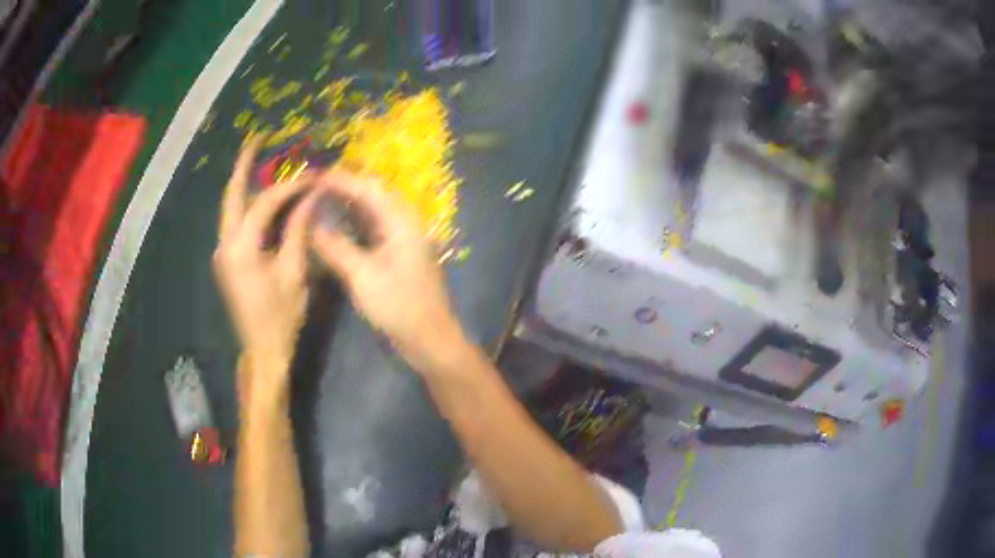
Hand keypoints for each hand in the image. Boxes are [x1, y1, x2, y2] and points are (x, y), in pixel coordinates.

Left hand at [214, 137, 320, 394]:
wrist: (264, 351)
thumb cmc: (282, 317)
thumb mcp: (295, 272)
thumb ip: (298, 230)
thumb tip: (310, 197)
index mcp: (241, 249)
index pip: (264, 203)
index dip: (290, 186)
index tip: (313, 175)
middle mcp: (225, 245)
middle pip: (232, 196)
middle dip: (243, 166)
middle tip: (256, 140)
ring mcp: (223, 253)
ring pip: (232, 208)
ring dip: (246, 184)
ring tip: (261, 160)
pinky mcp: (228, 260)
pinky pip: (236, 223)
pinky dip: (249, 205)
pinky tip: (262, 196)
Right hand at [310, 168, 464, 372]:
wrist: (428, 339)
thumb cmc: (398, 306)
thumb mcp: (362, 276)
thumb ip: (336, 246)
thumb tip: (311, 224)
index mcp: (401, 221)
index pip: (368, 188)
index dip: (340, 180)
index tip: (313, 177)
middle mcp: (403, 223)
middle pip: (371, 195)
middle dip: (343, 188)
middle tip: (313, 188)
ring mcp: (400, 239)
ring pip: (370, 212)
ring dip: (346, 205)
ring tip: (317, 202)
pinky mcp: (395, 255)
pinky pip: (371, 230)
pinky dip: (352, 225)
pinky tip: (333, 227)